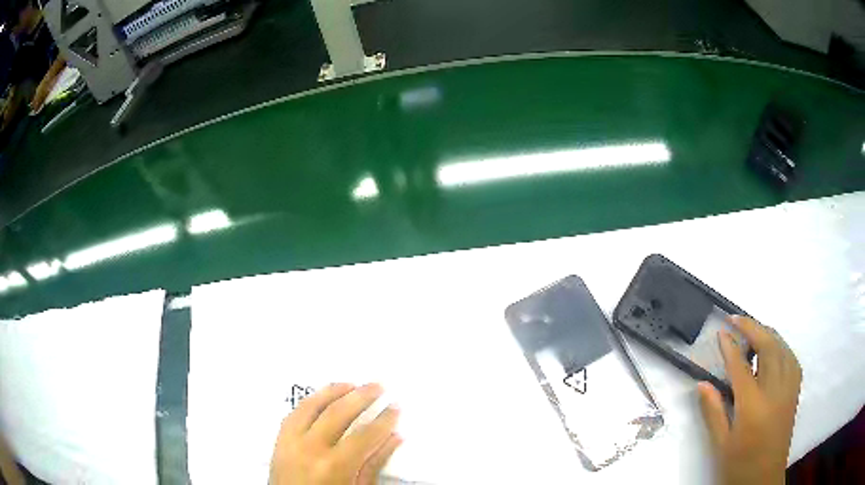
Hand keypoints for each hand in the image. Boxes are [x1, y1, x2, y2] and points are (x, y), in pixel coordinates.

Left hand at [270, 383, 401, 484]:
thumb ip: (374, 465)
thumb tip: (394, 437)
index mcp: (333, 466)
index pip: (364, 436)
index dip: (383, 420)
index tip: (396, 407)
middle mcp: (309, 449)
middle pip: (337, 413)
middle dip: (361, 397)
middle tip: (378, 385)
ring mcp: (289, 442)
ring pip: (310, 406)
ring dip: (332, 391)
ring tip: (351, 384)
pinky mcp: (278, 441)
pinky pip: (293, 414)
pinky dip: (309, 402)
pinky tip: (321, 397)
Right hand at [698, 316, 801, 484]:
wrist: (763, 480)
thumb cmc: (740, 466)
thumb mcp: (721, 445)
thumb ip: (713, 412)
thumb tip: (702, 384)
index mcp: (753, 407)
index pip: (741, 367)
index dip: (730, 347)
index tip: (721, 332)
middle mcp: (775, 391)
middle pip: (768, 347)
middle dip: (752, 327)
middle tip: (736, 319)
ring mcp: (789, 389)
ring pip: (783, 348)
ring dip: (768, 333)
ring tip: (753, 330)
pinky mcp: (795, 392)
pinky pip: (792, 359)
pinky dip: (782, 347)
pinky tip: (774, 350)